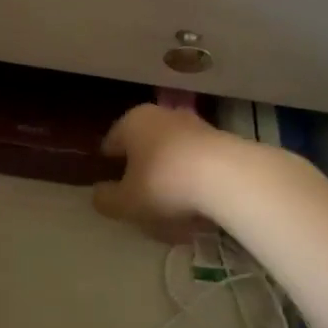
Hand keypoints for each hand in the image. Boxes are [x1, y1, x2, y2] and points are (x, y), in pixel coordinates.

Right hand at [92, 104, 240, 242]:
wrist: (228, 176)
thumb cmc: (165, 183)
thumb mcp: (126, 202)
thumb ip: (106, 199)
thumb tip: (99, 194)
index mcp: (132, 121)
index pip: (110, 144)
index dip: (108, 169)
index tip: (113, 192)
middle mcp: (161, 115)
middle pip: (143, 147)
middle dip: (141, 173)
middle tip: (142, 204)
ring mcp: (194, 124)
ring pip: (171, 155)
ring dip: (169, 178)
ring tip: (173, 212)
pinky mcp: (220, 139)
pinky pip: (197, 163)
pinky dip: (193, 181)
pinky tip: (198, 207)